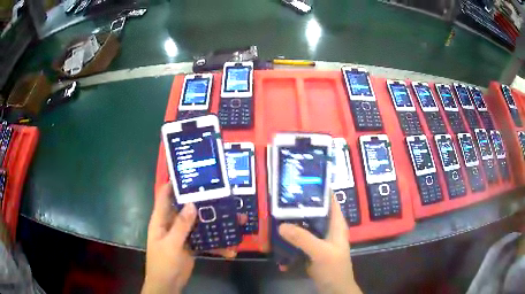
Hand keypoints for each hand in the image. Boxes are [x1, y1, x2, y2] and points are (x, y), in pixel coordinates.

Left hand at [142, 183, 241, 293]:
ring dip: (213, 222)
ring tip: (232, 218)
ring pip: (198, 223)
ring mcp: (183, 235)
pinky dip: (216, 243)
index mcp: (161, 220)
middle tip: (219, 192)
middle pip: (185, 208)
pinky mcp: (192, 245)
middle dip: (200, 201)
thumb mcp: (171, 244)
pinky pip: (205, 239)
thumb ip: (181, 225)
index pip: (164, 196)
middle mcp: (172, 224)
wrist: (168, 284)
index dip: (173, 183)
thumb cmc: (163, 263)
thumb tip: (192, 204)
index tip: (189, 173)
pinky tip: (230, 247)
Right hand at [278, 196, 361, 293]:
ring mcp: (319, 239)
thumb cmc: (334, 268)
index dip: (319, 190)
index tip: (301, 181)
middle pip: (314, 211)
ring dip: (293, 221)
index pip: (330, 200)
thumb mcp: (321, 252)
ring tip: (275, 212)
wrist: (334, 288)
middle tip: (280, 197)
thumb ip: (303, 238)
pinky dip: (290, 235)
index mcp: (336, 224)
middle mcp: (328, 228)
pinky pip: (299, 238)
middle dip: (300, 205)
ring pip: (305, 225)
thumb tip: (281, 225)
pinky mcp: (311, 249)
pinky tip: (277, 234)